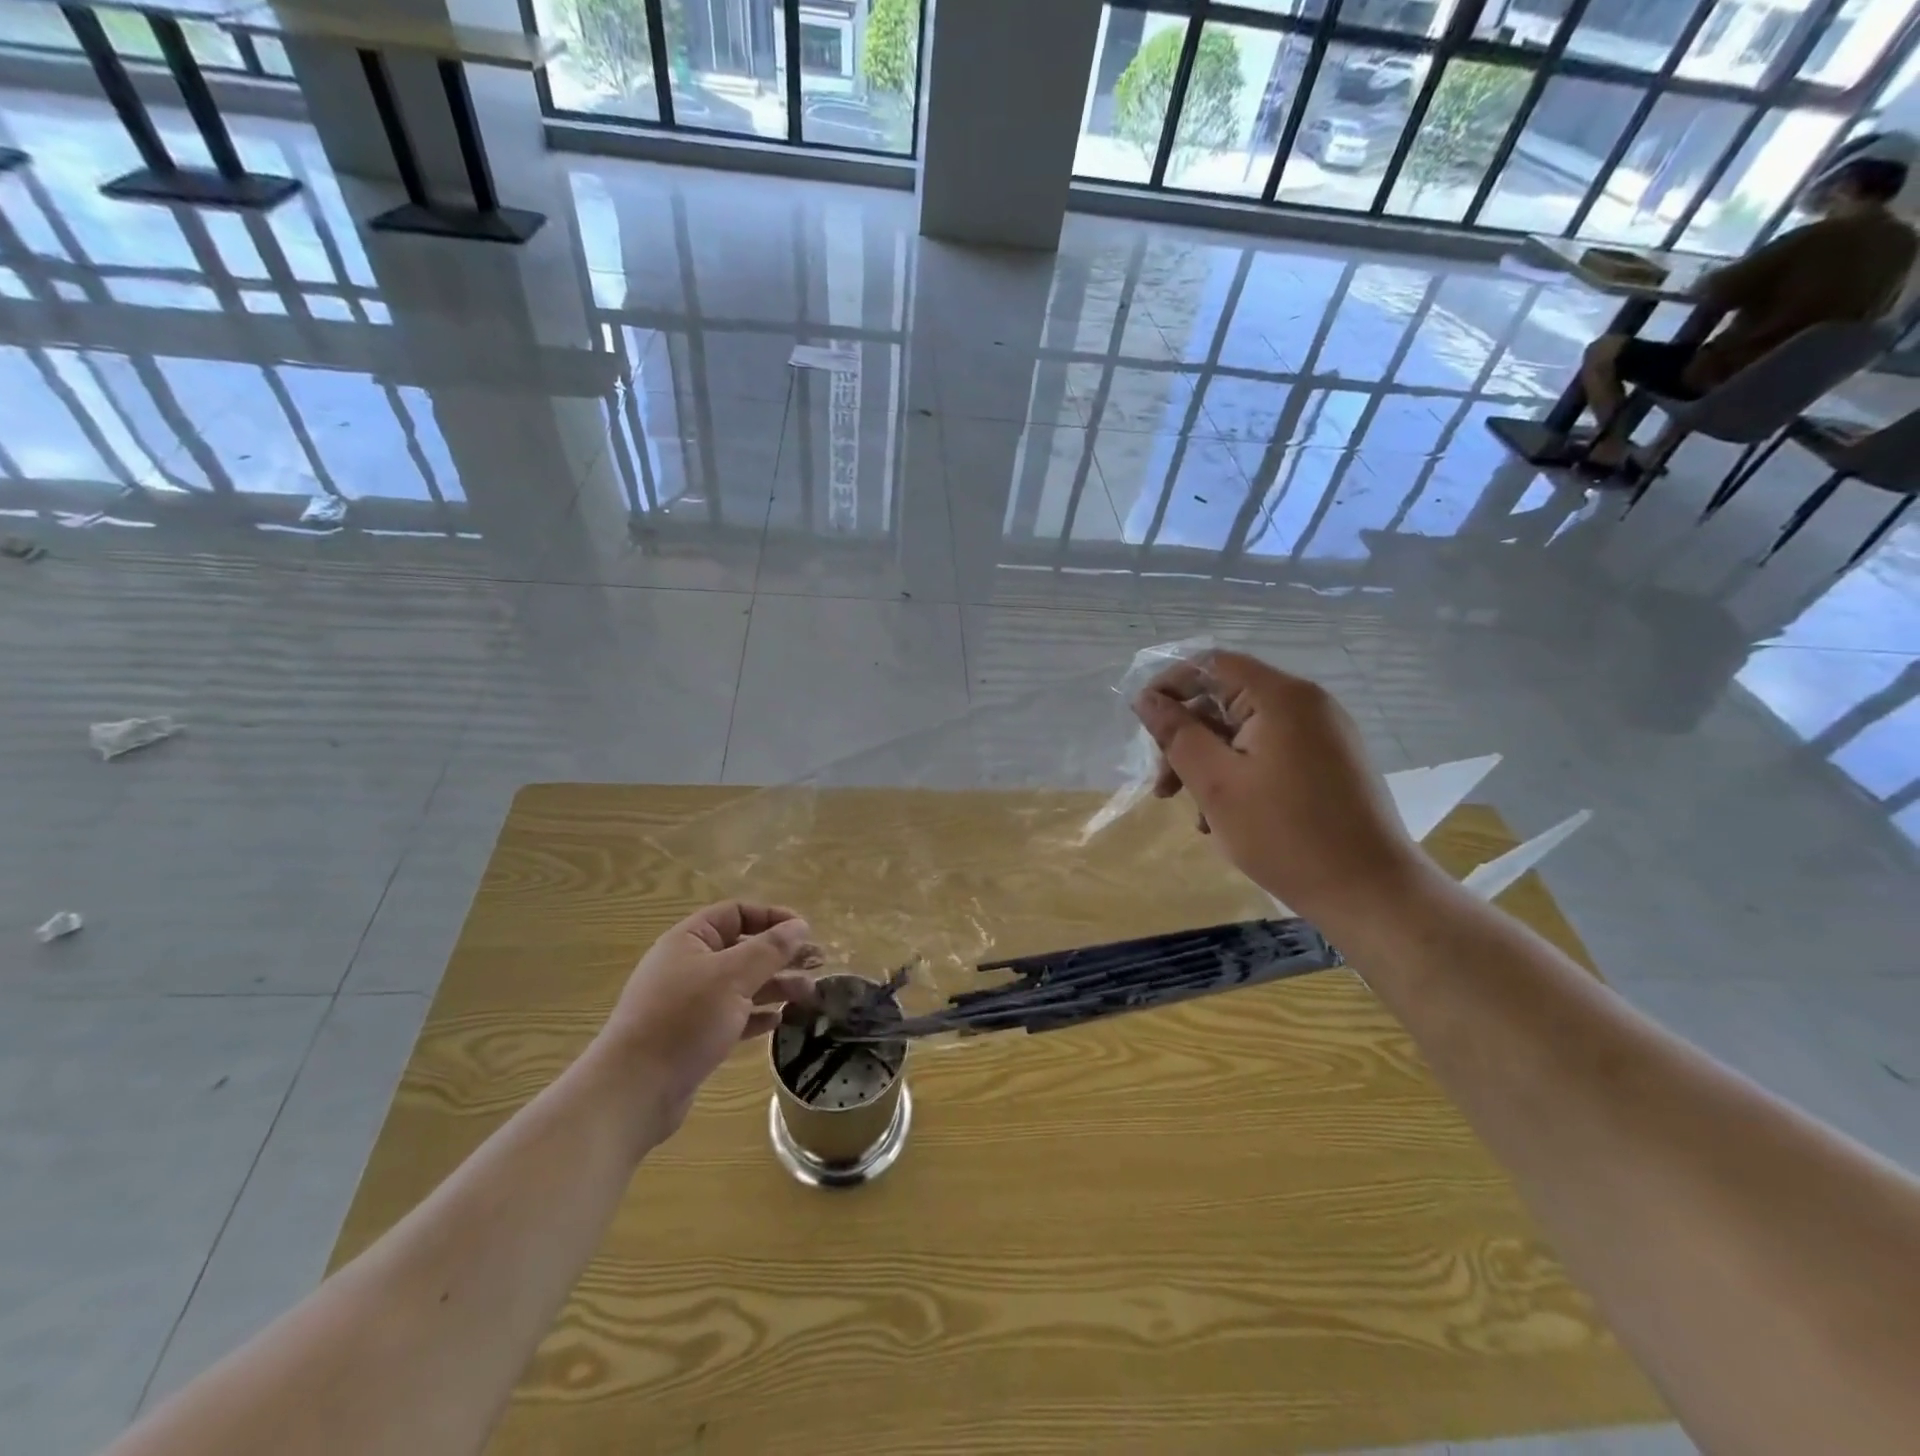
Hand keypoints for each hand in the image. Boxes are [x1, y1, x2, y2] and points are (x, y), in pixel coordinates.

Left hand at [598, 902, 818, 1135]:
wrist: (633, 1091)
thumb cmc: (684, 1020)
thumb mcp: (733, 977)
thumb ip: (770, 949)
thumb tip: (800, 925)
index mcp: (690, 940)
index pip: (737, 913)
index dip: (772, 918)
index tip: (804, 932)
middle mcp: (689, 965)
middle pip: (743, 949)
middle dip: (781, 955)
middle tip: (818, 965)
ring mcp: (690, 1002)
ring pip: (742, 984)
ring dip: (776, 986)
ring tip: (808, 996)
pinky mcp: (693, 1036)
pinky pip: (733, 1015)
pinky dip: (757, 1014)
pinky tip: (779, 1021)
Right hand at [1132, 651, 1432, 929]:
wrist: (1372, 892)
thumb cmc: (1286, 835)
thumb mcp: (1216, 784)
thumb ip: (1177, 735)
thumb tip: (1146, 699)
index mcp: (1281, 697)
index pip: (1210, 665)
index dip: (1169, 686)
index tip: (1142, 726)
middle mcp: (1307, 704)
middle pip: (1226, 700)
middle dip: (1187, 739)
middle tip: (1163, 788)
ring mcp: (1323, 734)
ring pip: (1244, 732)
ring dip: (1209, 764)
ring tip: (1197, 816)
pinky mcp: (1330, 762)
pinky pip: (1269, 753)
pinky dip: (1240, 776)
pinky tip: (1227, 819)